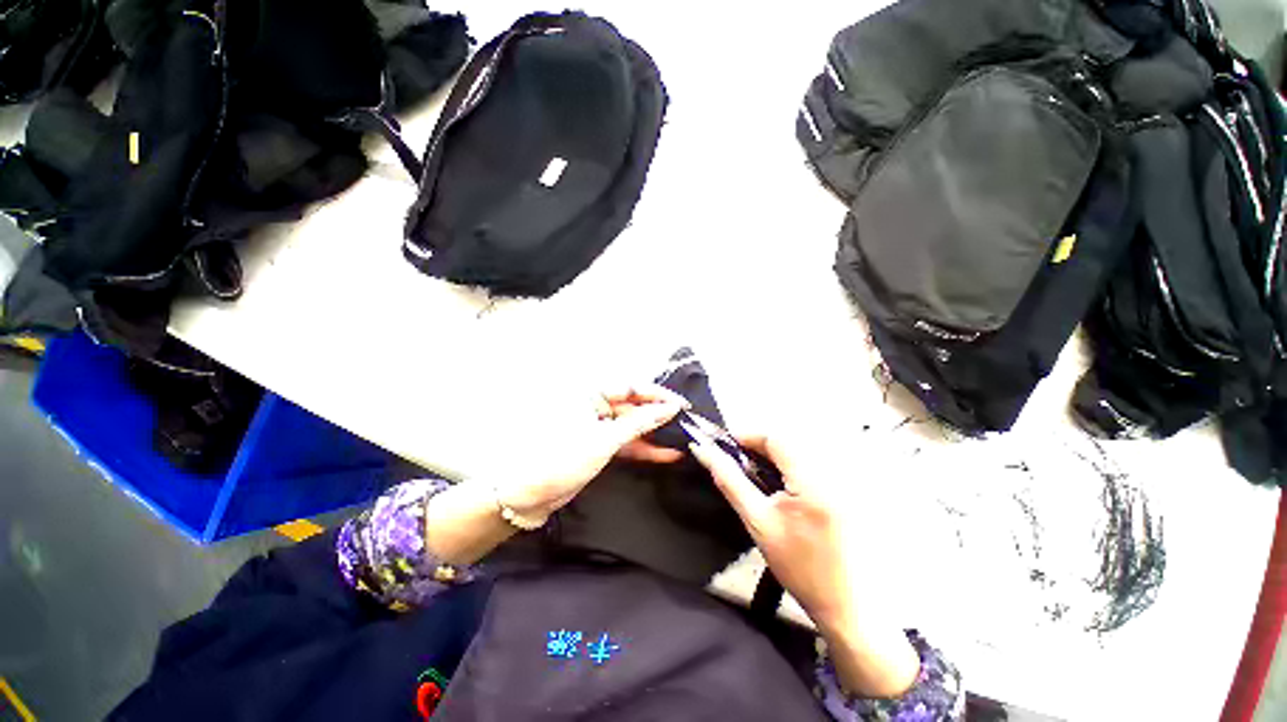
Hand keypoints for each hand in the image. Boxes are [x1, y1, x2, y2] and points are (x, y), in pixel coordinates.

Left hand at [492, 383, 687, 521]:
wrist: (528, 496)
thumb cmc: (562, 458)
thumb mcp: (605, 439)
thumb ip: (639, 422)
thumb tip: (669, 409)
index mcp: (590, 392)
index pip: (632, 387)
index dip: (658, 396)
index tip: (681, 405)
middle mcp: (595, 405)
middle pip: (634, 406)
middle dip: (659, 415)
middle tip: (686, 422)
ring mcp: (599, 426)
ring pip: (633, 426)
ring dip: (655, 433)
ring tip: (682, 438)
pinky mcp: (601, 446)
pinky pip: (627, 443)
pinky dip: (645, 449)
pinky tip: (667, 454)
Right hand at [688, 433, 858, 628]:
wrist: (846, 606)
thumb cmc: (799, 567)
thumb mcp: (758, 522)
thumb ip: (730, 482)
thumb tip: (706, 452)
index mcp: (813, 481)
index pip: (777, 438)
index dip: (748, 436)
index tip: (727, 444)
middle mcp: (834, 473)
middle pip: (789, 441)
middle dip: (759, 446)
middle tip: (737, 461)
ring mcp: (845, 481)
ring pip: (800, 450)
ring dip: (774, 455)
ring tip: (756, 473)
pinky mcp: (848, 490)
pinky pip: (813, 464)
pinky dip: (790, 466)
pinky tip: (780, 485)